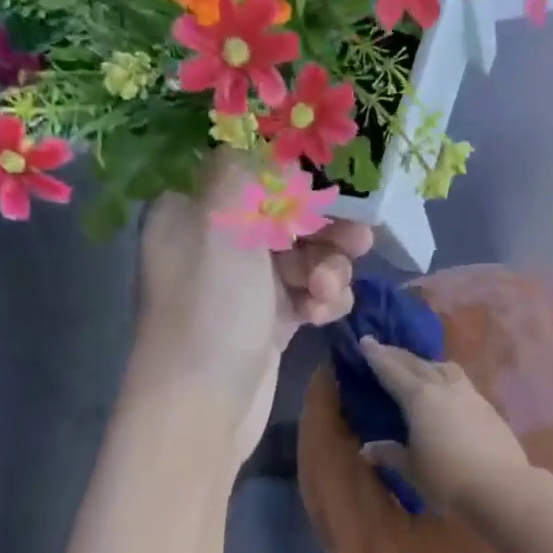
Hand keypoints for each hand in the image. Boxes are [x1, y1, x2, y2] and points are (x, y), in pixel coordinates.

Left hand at [134, 156, 372, 463]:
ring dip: (328, 269)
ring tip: (330, 293)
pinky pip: (309, 292)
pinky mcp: (269, 319)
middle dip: (325, 227)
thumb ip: (251, 169)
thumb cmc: (209, 309)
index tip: (337, 178)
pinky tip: (324, 316)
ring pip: (305, 253)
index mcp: (193, 208)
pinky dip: (323, 300)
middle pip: (286, 211)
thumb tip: (277, 142)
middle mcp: (217, 239)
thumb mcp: (223, 224)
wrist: (202, 409)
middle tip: (360, 238)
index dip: (295, 169)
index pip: (249, 167)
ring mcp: (245, 282)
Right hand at [357, 337, 531, 514]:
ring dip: (427, 363)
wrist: (501, 486)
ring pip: (444, 368)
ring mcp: (470, 395)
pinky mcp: (488, 407)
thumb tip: (368, 449)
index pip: (393, 372)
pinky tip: (448, 389)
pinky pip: (461, 381)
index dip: (377, 357)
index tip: (366, 340)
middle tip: (383, 347)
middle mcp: (444, 388)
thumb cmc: (447, 479)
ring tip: (418, 365)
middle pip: (417, 364)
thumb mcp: (412, 469)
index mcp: (420, 399)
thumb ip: (391, 454)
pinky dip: (446, 377)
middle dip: (398, 355)